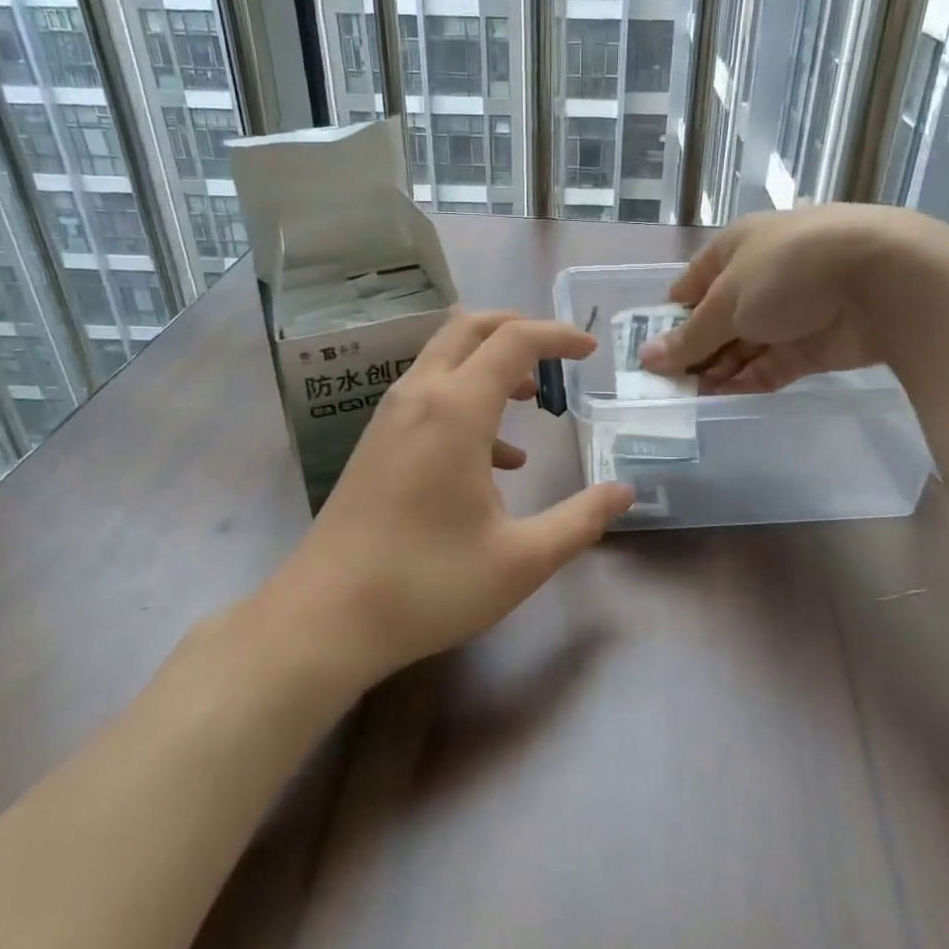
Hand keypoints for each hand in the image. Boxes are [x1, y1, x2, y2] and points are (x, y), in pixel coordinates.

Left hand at [278, 311, 634, 686]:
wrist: (324, 619)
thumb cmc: (427, 585)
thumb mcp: (520, 560)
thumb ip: (580, 520)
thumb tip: (624, 493)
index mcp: (455, 411)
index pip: (513, 340)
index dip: (558, 335)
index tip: (591, 350)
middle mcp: (419, 397)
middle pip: (469, 328)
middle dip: (517, 328)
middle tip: (556, 354)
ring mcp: (390, 418)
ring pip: (444, 357)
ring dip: (490, 364)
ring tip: (531, 400)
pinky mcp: (376, 443)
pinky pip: (428, 394)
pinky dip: (466, 399)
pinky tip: (494, 460)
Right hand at [640, 204, 906, 393]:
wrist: (883, 280)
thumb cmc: (788, 271)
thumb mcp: (727, 301)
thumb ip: (689, 337)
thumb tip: (646, 358)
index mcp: (735, 249)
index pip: (691, 286)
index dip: (669, 318)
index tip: (649, 353)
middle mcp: (760, 278)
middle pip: (717, 320)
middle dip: (692, 351)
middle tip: (664, 387)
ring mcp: (789, 313)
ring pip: (742, 346)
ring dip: (716, 371)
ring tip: (684, 399)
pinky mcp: (812, 345)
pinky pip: (769, 366)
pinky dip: (746, 381)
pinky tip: (719, 400)